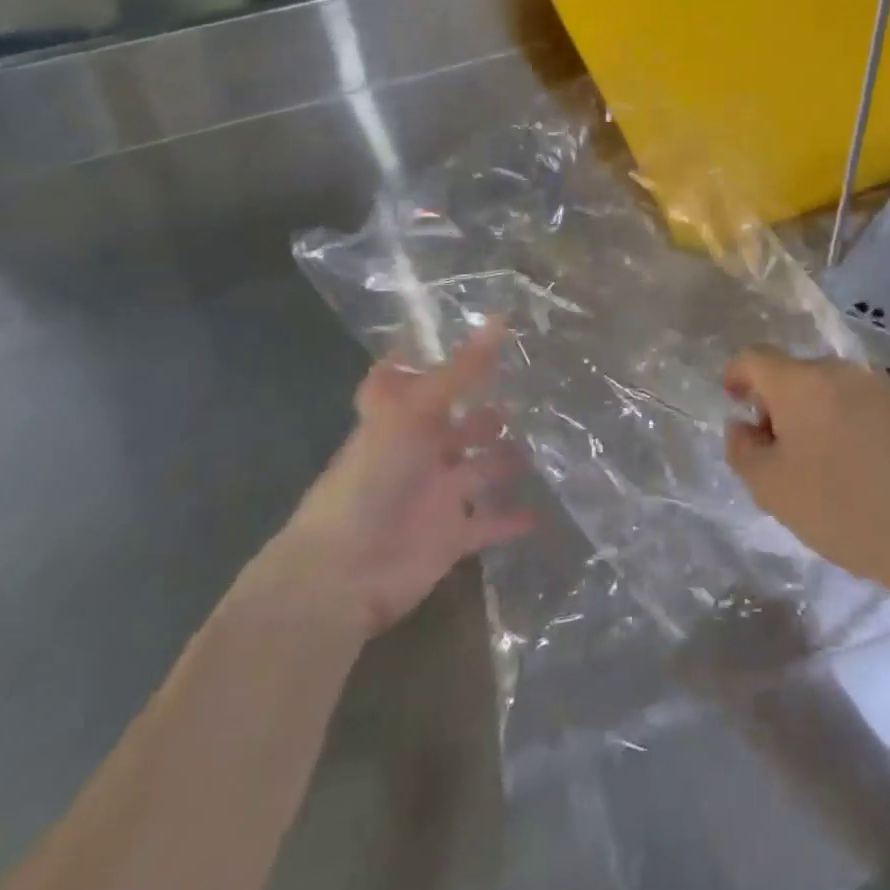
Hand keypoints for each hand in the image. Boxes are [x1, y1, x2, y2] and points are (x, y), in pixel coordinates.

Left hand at [280, 326, 534, 636]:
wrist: (345, 571)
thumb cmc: (375, 477)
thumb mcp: (416, 412)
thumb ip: (460, 371)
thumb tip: (501, 318)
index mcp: (401, 417)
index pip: (411, 380)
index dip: (430, 361)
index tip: (469, 343)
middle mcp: (418, 451)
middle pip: (456, 425)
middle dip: (485, 411)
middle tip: (528, 392)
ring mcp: (436, 494)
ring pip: (478, 469)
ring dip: (505, 459)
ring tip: (543, 443)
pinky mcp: (451, 535)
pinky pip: (488, 523)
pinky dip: (512, 519)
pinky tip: (542, 510)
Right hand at [724, 347, 889, 590]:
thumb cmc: (836, 507)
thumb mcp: (769, 486)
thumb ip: (742, 447)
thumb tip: (743, 425)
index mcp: (799, 381)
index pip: (754, 358)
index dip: (737, 375)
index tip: (735, 403)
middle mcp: (836, 369)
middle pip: (791, 373)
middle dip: (775, 401)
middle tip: (774, 447)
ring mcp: (874, 384)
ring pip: (825, 386)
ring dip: (810, 410)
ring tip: (815, 457)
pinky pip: (855, 401)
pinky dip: (841, 418)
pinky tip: (851, 460)